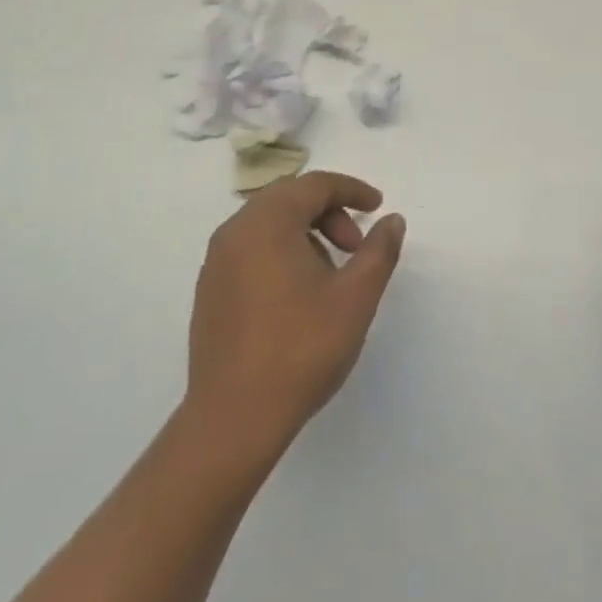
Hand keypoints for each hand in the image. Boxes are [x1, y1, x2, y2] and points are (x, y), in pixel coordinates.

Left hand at [186, 172, 406, 455]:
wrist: (234, 417)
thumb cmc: (301, 349)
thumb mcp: (355, 297)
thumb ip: (379, 251)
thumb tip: (392, 220)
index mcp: (267, 223)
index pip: (314, 185)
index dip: (351, 190)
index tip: (378, 206)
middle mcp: (235, 231)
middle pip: (288, 199)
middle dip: (329, 212)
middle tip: (355, 247)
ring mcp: (216, 261)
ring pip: (267, 224)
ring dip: (305, 233)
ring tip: (331, 275)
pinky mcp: (210, 290)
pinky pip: (250, 249)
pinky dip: (281, 252)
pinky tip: (298, 294)